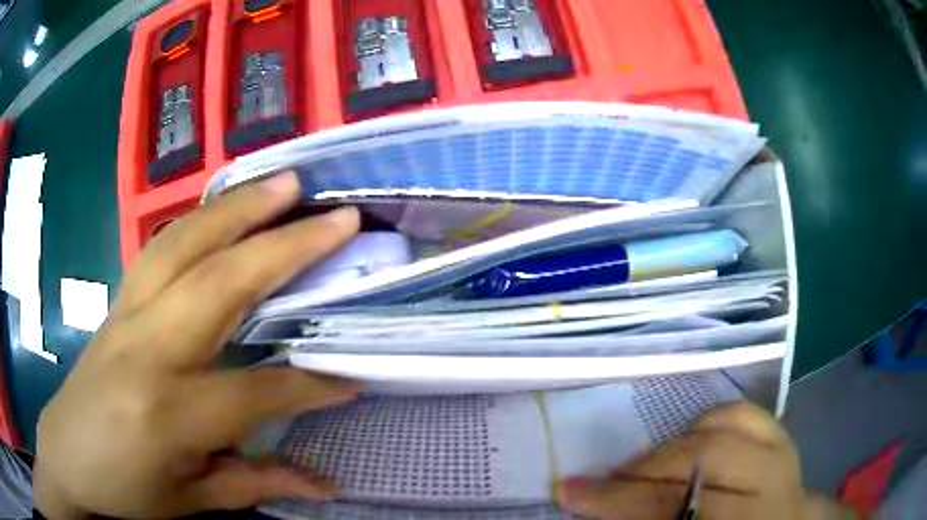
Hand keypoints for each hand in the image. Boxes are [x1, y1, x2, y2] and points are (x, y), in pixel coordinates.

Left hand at [35, 173, 362, 518]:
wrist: (66, 453)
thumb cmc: (126, 488)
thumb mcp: (192, 500)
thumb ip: (257, 482)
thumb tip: (326, 484)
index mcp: (169, 413)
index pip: (257, 391)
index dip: (311, 386)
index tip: (356, 377)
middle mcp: (147, 349)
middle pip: (221, 284)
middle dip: (286, 248)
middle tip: (339, 218)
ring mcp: (127, 313)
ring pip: (185, 244)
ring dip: (239, 208)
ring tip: (284, 183)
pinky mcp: (118, 301)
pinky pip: (161, 247)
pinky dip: (200, 219)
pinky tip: (227, 206)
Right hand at [556, 403, 847, 519]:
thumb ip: (656, 519)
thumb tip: (603, 508)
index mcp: (751, 518)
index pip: (681, 507)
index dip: (624, 503)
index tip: (570, 495)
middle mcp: (773, 483)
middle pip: (704, 462)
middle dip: (643, 471)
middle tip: (600, 481)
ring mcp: (783, 452)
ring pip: (724, 429)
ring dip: (671, 446)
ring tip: (642, 467)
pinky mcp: (783, 434)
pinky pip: (743, 413)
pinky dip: (707, 421)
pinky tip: (688, 441)